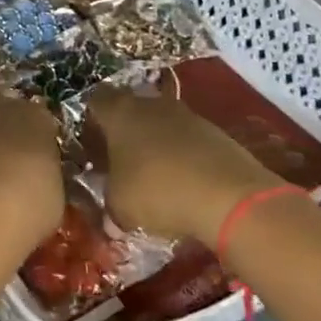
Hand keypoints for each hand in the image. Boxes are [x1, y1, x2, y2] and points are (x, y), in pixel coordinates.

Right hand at [86, 86, 284, 243]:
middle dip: (124, 135)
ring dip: (155, 146)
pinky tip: (184, 184)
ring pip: (160, 125)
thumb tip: (110, 219)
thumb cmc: (158, 191)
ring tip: (155, 179)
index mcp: (119, 112)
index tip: (91, 149)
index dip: (91, 123)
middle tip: (120, 165)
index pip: (95, 101)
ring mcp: (186, 115)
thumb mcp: (119, 207)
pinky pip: (187, 140)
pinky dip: (182, 157)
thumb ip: (108, 205)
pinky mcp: (214, 132)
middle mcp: (151, 104)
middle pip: (130, 111)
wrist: (229, 196)